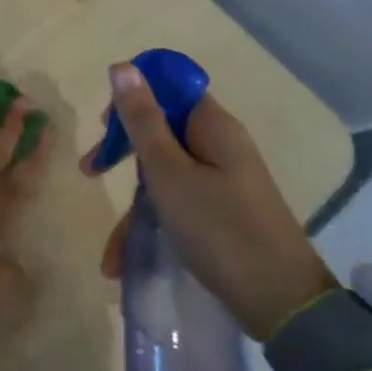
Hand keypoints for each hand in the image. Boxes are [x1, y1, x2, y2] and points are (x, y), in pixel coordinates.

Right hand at [83, 65, 335, 340]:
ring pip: (163, 175)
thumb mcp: (168, 172)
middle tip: (90, 171)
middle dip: (121, 153)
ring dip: (132, 206)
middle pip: (160, 131)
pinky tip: (124, 262)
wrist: (282, 304)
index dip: (133, 99)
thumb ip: (142, 120)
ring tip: (110, 251)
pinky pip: (176, 205)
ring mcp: (222, 181)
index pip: (169, 89)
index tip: (104, 126)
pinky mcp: (221, 212)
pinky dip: (151, 226)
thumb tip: (123, 65)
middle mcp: (219, 147)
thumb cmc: (218, 228)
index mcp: (213, 127)